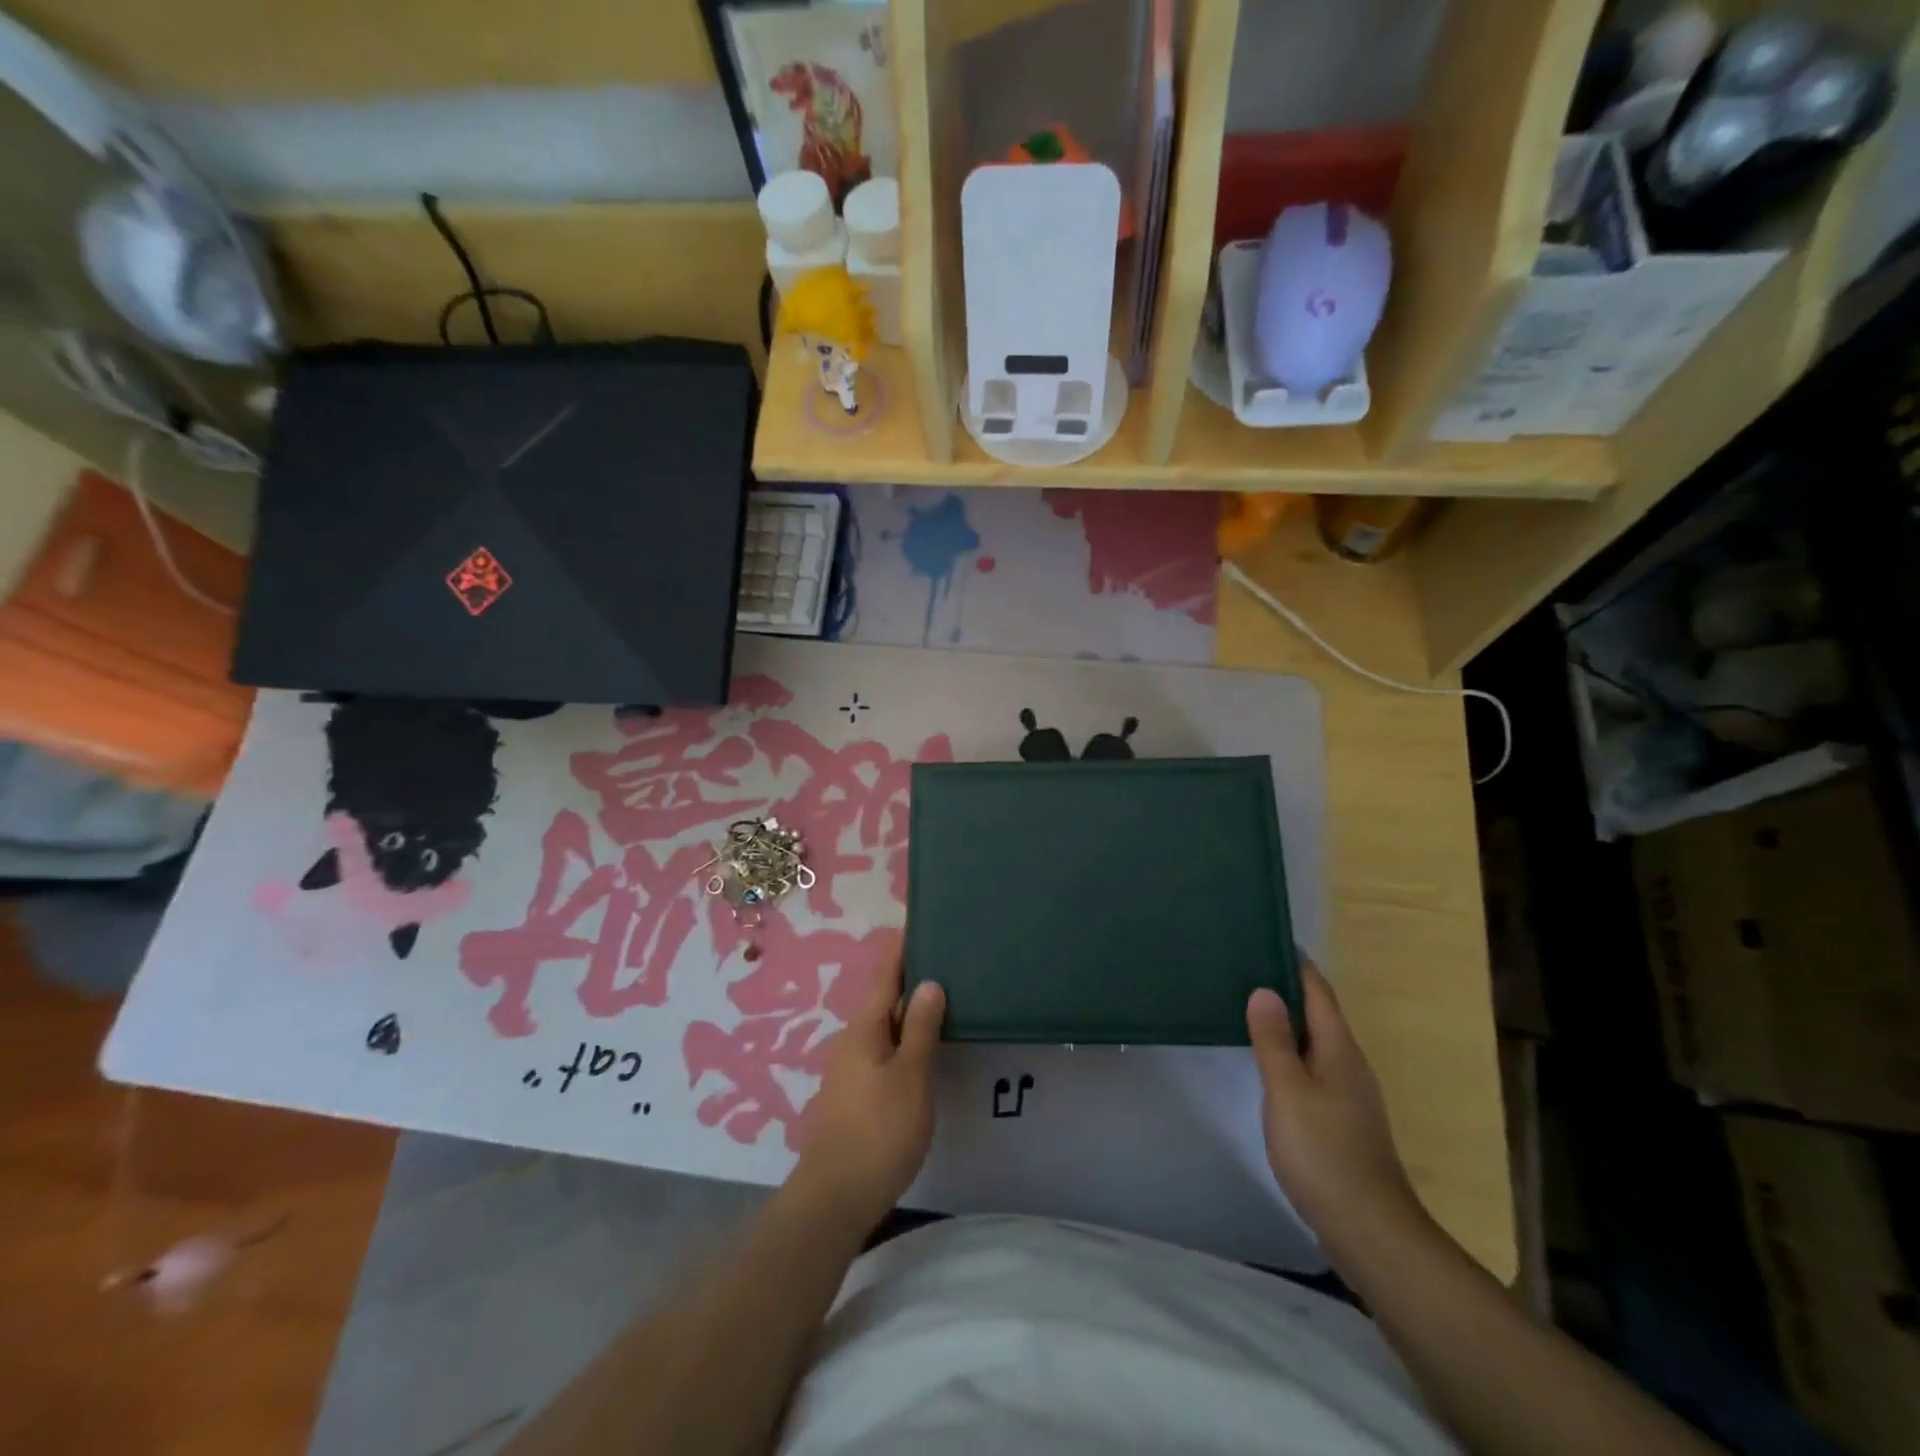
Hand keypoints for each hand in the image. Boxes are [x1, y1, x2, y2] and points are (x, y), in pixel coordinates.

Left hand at [791, 947, 944, 1226]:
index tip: (918, 922)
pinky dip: (903, 1037)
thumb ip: (920, 1028)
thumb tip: (929, 982)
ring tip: (942, 997)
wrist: (835, 1198)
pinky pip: (883, 1050)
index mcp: (864, 1028)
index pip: (884, 974)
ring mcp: (850, 1069)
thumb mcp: (910, 1076)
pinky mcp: (855, 1094)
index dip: (901, 948)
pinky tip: (922, 1047)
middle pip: (882, 998)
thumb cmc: (878, 1130)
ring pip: (883, 1026)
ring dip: (907, 1009)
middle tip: (945, 958)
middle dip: (909, 976)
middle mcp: (852, 1040)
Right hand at [1247, 961, 1428, 1259]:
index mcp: (1339, 1049)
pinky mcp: (1342, 1121)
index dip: (1296, 964)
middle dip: (1287, 989)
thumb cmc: (1323, 1150)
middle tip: (1246, 966)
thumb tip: (1264, 990)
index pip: (1318, 992)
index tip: (1269, 935)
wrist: (1368, 1228)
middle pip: (1319, 1014)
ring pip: (1316, 1042)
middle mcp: (1349, 1064)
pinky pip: (1313, 1068)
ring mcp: (1349, 1095)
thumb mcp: (1288, 1089)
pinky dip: (1290, 1052)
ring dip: (1288, 1022)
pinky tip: (1269, 1061)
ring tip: (1250, 1006)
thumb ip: (1274, 1039)